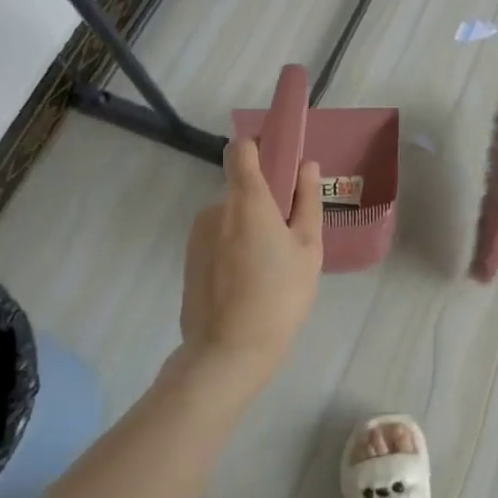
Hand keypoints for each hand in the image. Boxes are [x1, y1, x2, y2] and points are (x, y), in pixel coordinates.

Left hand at [180, 139, 322, 370]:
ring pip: (230, 218)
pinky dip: (234, 248)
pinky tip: (251, 282)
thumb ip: (307, 201)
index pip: (241, 150)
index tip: (280, 159)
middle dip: (264, 201)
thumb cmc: (280, 295)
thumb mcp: (308, 248)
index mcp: (247, 199)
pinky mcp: (189, 260)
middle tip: (290, 234)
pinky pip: (218, 240)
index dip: (259, 146)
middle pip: (240, 188)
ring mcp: (198, 235)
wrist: (228, 350)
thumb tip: (307, 165)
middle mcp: (215, 209)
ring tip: (272, 266)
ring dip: (249, 227)